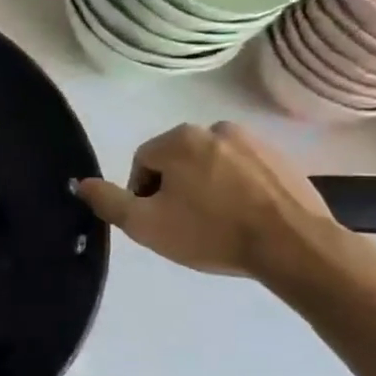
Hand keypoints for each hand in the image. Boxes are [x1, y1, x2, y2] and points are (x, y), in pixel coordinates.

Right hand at [76, 121, 337, 277]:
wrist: (294, 246)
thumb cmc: (211, 232)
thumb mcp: (146, 225)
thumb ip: (108, 201)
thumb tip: (82, 182)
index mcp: (178, 139)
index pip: (142, 163)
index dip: (143, 195)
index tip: (159, 222)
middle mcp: (214, 128)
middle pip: (177, 161)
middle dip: (176, 189)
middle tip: (186, 225)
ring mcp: (254, 141)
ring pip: (211, 165)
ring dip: (207, 188)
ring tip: (218, 223)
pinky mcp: (283, 158)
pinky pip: (245, 171)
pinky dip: (238, 189)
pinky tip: (245, 218)